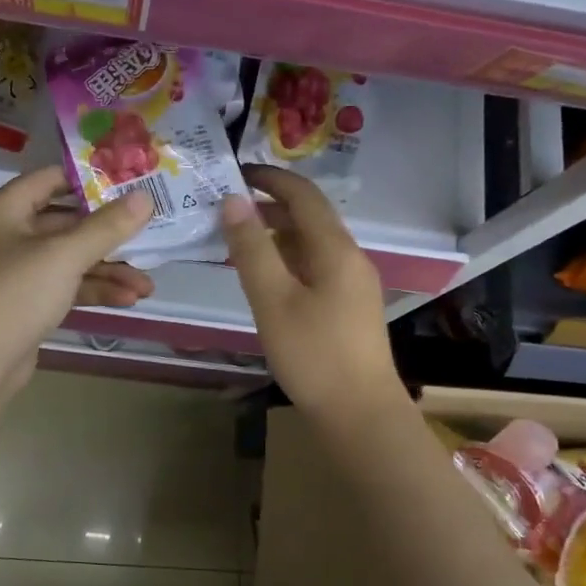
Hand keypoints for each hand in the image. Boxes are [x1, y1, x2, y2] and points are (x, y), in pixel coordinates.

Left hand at [0, 166, 155, 381]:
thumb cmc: (17, 294)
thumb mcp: (65, 255)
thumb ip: (107, 226)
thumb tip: (145, 198)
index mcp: (5, 211)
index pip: (50, 179)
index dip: (88, 178)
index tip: (127, 182)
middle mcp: (8, 236)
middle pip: (66, 224)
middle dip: (109, 235)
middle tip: (148, 235)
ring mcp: (16, 272)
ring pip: (70, 260)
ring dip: (108, 270)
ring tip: (147, 285)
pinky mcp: (26, 303)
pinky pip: (65, 286)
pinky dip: (93, 290)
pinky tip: (128, 299)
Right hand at [223, 165, 398, 411]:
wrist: (360, 413)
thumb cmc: (313, 355)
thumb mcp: (272, 300)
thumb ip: (251, 249)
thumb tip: (233, 200)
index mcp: (335, 249)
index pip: (303, 195)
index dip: (270, 178)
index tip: (234, 173)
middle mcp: (350, 257)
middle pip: (309, 217)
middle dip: (269, 205)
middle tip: (226, 208)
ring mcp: (353, 283)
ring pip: (312, 243)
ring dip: (277, 234)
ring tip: (237, 240)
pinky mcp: (349, 306)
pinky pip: (315, 266)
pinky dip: (287, 259)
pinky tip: (264, 276)